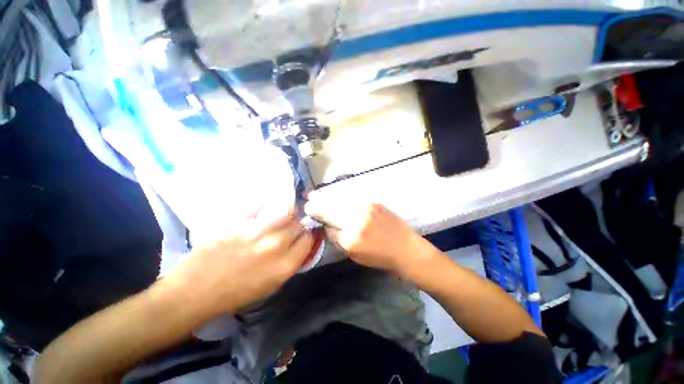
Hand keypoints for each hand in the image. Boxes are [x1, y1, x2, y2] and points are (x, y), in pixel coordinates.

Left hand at [167, 206, 312, 317]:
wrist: (196, 291)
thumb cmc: (236, 293)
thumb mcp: (272, 285)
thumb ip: (291, 262)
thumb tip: (301, 244)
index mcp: (285, 265)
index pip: (309, 239)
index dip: (309, 236)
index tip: (304, 234)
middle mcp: (275, 245)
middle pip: (299, 224)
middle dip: (298, 225)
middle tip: (291, 227)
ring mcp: (256, 231)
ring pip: (286, 211)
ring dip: (287, 214)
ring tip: (282, 215)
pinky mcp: (239, 222)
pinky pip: (261, 206)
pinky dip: (267, 206)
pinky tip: (265, 209)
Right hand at [304, 193, 431, 273]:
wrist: (406, 248)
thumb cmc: (380, 257)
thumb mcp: (355, 255)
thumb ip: (339, 239)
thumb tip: (327, 226)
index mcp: (351, 238)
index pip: (329, 224)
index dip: (318, 217)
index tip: (308, 210)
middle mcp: (357, 219)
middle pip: (332, 208)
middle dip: (318, 204)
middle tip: (308, 198)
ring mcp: (366, 208)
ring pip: (341, 201)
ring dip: (328, 198)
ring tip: (316, 194)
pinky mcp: (373, 203)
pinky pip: (352, 199)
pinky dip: (342, 199)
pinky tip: (336, 197)